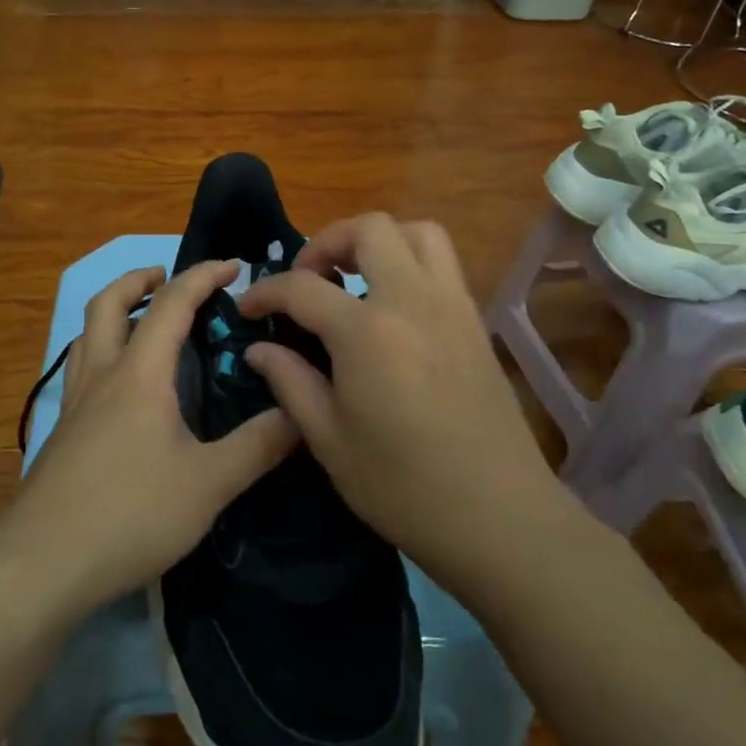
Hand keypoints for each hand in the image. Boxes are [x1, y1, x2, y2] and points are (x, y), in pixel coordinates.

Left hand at [10, 260, 297, 615]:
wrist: (43, 562)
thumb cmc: (131, 513)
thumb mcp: (209, 484)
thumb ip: (257, 447)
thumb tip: (300, 414)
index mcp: (140, 373)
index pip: (172, 304)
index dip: (202, 276)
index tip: (233, 265)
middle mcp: (102, 375)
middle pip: (108, 304)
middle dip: (139, 280)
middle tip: (168, 279)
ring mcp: (74, 403)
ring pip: (87, 334)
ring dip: (114, 311)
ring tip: (142, 321)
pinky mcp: (61, 431)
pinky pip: (80, 368)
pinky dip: (101, 350)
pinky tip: (119, 385)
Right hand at [237, 214, 572, 607]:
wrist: (498, 517)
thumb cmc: (402, 486)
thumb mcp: (329, 439)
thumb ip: (290, 382)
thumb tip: (259, 348)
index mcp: (367, 331)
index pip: (303, 287)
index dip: (266, 291)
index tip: (247, 308)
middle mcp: (412, 300)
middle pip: (369, 229)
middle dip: (326, 241)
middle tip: (308, 279)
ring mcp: (452, 306)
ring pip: (418, 232)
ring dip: (378, 241)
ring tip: (354, 277)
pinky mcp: (475, 322)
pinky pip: (443, 264)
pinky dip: (410, 261)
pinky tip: (392, 307)